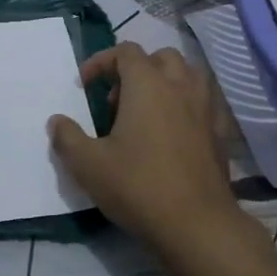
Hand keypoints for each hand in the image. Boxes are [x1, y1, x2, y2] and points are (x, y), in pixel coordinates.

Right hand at [48, 43, 243, 255]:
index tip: (85, 85)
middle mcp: (181, 87)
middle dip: (135, 70)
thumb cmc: (138, 186)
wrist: (196, 224)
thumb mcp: (89, 165)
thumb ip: (67, 138)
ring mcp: (206, 108)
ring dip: (164, 83)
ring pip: (188, 76)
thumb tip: (56, 121)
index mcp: (148, 85)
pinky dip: (185, 105)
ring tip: (146, 113)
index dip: (101, 61)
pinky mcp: (220, 133)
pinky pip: (203, 103)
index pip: (126, 52)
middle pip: (160, 57)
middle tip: (115, 102)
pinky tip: (172, 133)